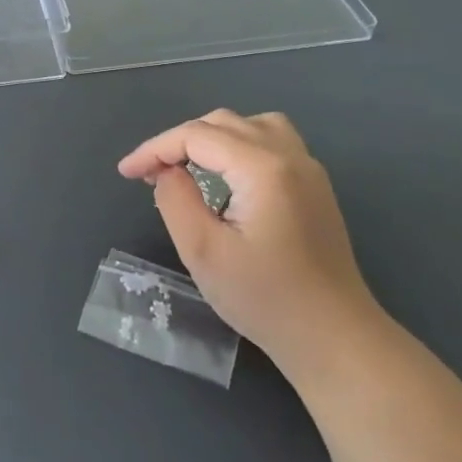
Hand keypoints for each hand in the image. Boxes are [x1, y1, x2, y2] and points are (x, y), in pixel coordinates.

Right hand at [119, 110, 382, 375]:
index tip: (126, 174)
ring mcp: (309, 170)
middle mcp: (290, 156)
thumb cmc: (265, 299)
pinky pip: (272, 143)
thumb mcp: (203, 252)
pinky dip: (239, 146)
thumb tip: (166, 172)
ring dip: (212, 138)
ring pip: (251, 126)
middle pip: (223, 123)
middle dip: (179, 142)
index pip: (196, 136)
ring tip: (186, 166)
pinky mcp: (315, 188)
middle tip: (150, 174)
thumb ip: (175, 200)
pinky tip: (225, 178)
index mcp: (262, 167)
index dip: (154, 149)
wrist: (334, 338)